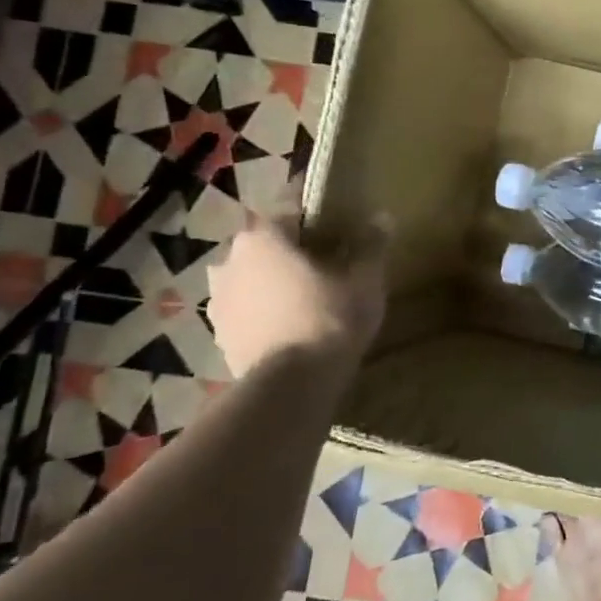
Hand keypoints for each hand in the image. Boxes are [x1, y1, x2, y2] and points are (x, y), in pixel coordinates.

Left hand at [207, 214, 388, 376]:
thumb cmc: (330, 317)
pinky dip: (266, 315)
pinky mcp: (220, 336)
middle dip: (294, 256)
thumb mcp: (365, 278)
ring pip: (254, 281)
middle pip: (268, 249)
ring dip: (275, 285)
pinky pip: (248, 313)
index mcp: (262, 239)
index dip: (319, 225)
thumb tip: (382, 217)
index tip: (341, 239)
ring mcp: (218, 302)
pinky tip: (293, 328)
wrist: (292, 384)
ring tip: (309, 302)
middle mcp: (229, 262)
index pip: (291, 216)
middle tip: (329, 271)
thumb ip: (371, 244)